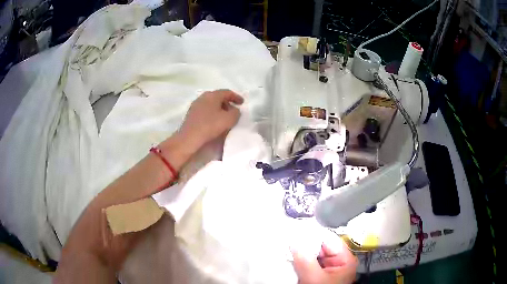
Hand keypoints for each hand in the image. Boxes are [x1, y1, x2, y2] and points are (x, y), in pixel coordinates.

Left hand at [179, 89, 243, 150]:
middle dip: (227, 103)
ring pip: (211, 104)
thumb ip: (236, 112)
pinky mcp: (191, 115)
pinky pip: (205, 111)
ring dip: (219, 110)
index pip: (227, 92)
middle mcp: (203, 97)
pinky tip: (214, 122)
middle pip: (218, 97)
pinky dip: (212, 114)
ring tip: (225, 118)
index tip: (242, 103)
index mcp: (212, 95)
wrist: (189, 138)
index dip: (236, 97)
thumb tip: (234, 111)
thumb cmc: (210, 126)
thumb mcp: (229, 119)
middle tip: (234, 112)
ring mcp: (195, 106)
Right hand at [292, 238, 357, 283]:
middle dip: (305, 243)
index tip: (296, 227)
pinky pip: (310, 261)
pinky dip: (300, 259)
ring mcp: (329, 267)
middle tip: (288, 236)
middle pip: (321, 246)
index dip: (313, 233)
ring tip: (287, 244)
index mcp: (345, 259)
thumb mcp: (314, 278)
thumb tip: (294, 239)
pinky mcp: (319, 273)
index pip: (330, 239)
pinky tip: (291, 255)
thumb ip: (305, 258)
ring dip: (301, 251)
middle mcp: (339, 261)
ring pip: (314, 254)